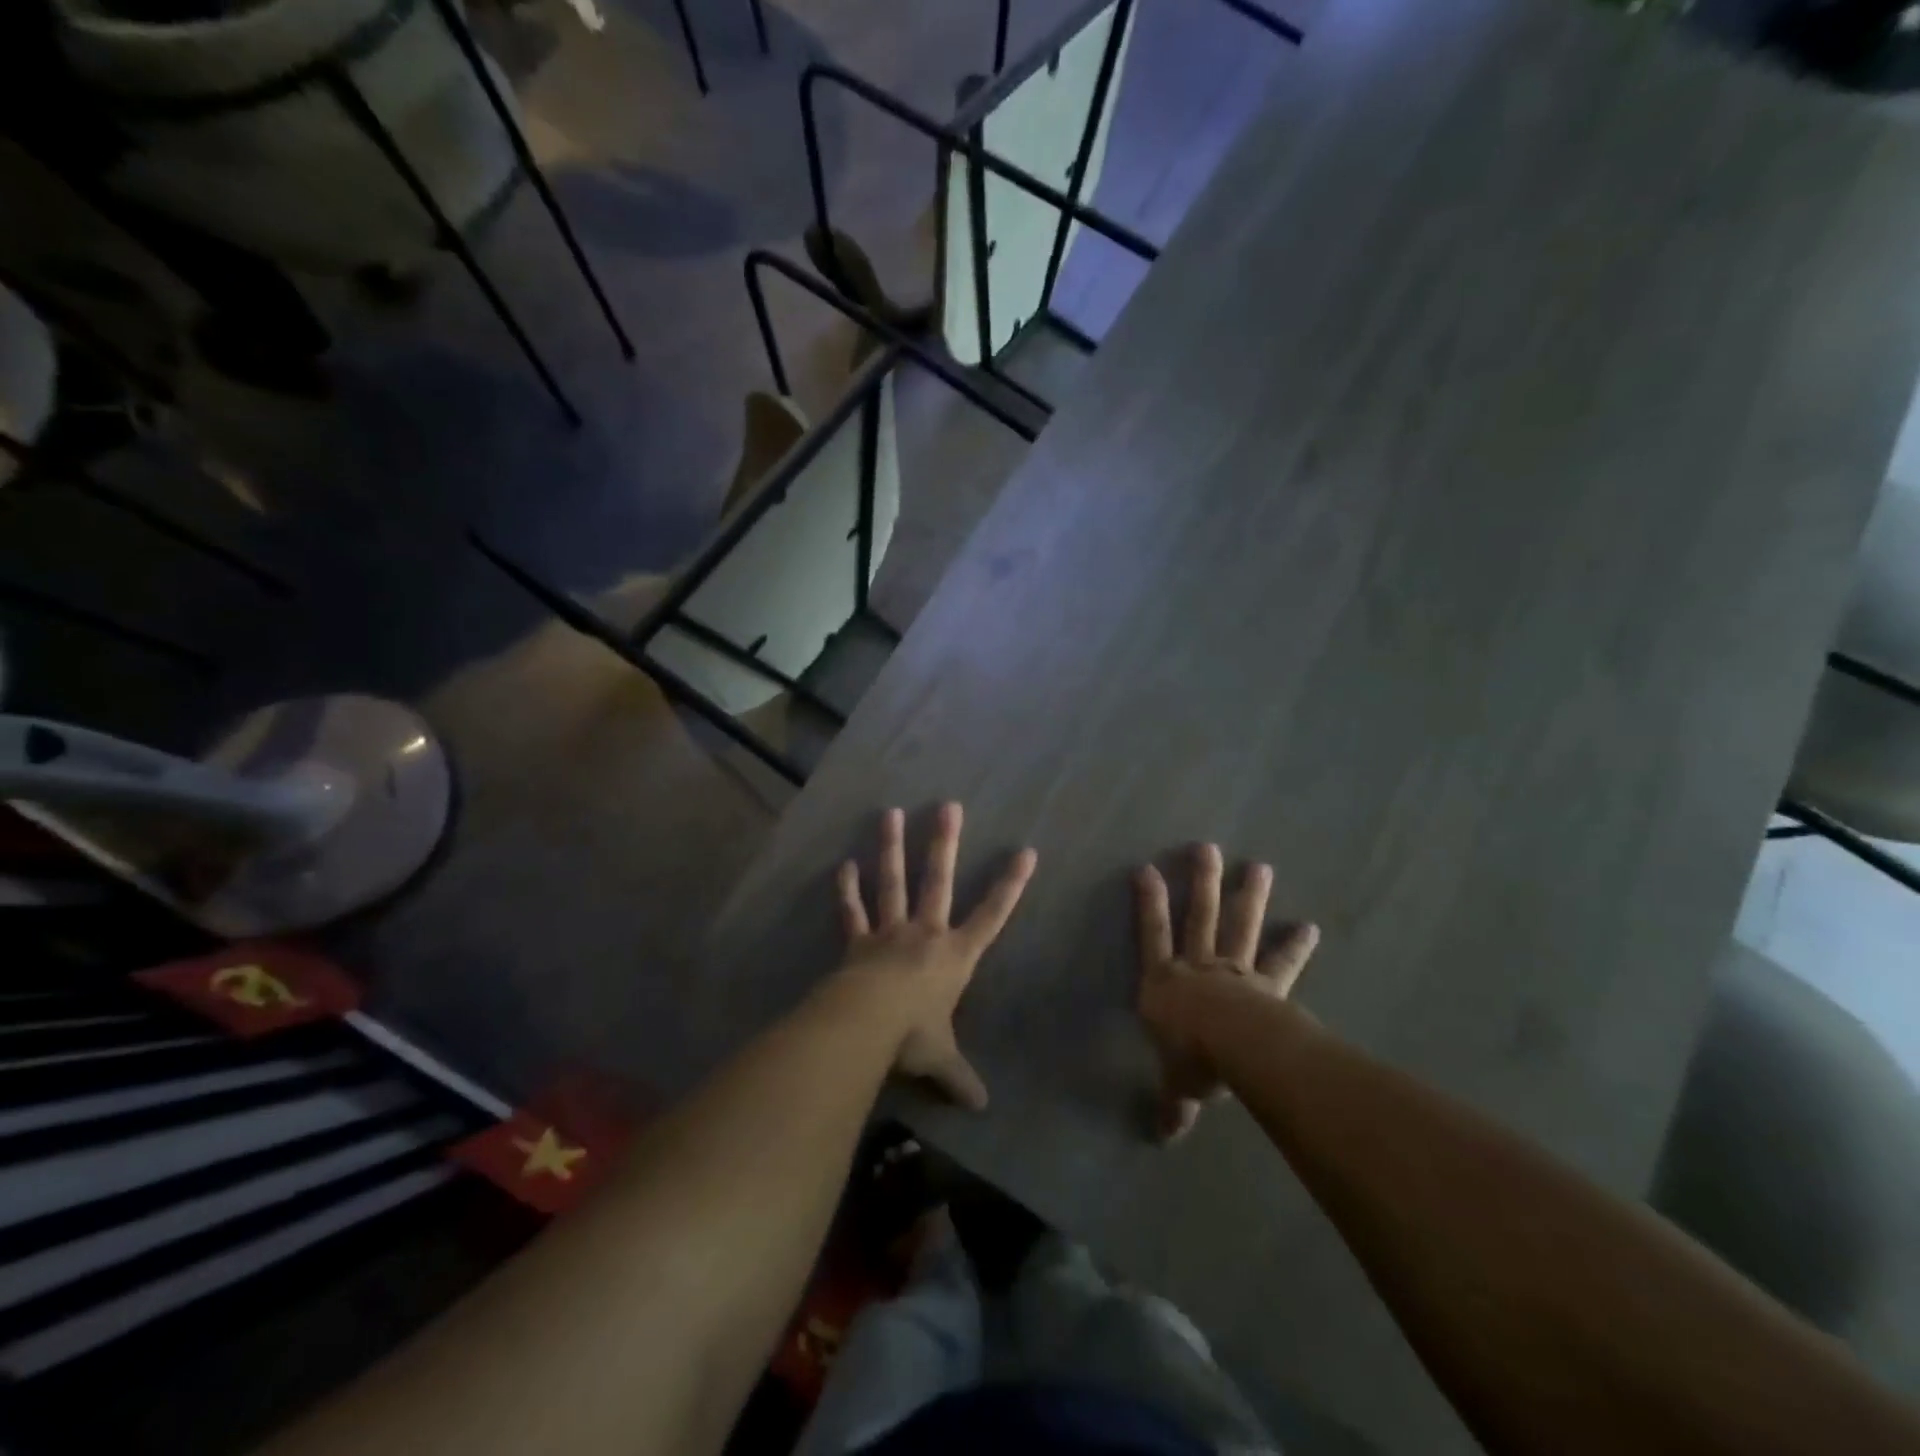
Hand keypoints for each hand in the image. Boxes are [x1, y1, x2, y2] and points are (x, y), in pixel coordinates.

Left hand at [833, 803, 1037, 1109]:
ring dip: (891, 848)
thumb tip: (981, 1106)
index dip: (1010, 885)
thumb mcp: (941, 1058)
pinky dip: (846, 889)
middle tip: (948, 806)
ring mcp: (889, 932)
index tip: (1026, 851)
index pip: (991, 916)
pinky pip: (852, 911)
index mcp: (954, 955)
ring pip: (892, 883)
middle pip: (938, 881)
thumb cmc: (912, 1035)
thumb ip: (960, 1077)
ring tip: (891, 812)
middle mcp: (924, 933)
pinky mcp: (857, 941)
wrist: (865, 1025)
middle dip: (944, 844)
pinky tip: (843, 864)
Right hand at [1135, 844, 1318, 1142]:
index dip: (1148, 902)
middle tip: (1207, 847)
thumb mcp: (1178, 1084)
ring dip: (1248, 896)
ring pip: (1240, 926)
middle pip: (1200, 916)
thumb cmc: (1192, 1058)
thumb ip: (1174, 1104)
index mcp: (1165, 982)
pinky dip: (1295, 945)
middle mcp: (1198, 966)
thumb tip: (1164, 1138)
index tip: (1146, 868)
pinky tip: (1308, 926)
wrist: (1236, 1049)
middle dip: (1203, 881)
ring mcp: (1236, 970)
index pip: (1151, 934)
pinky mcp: (1268, 985)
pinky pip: (1281, 961)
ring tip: (1259, 866)